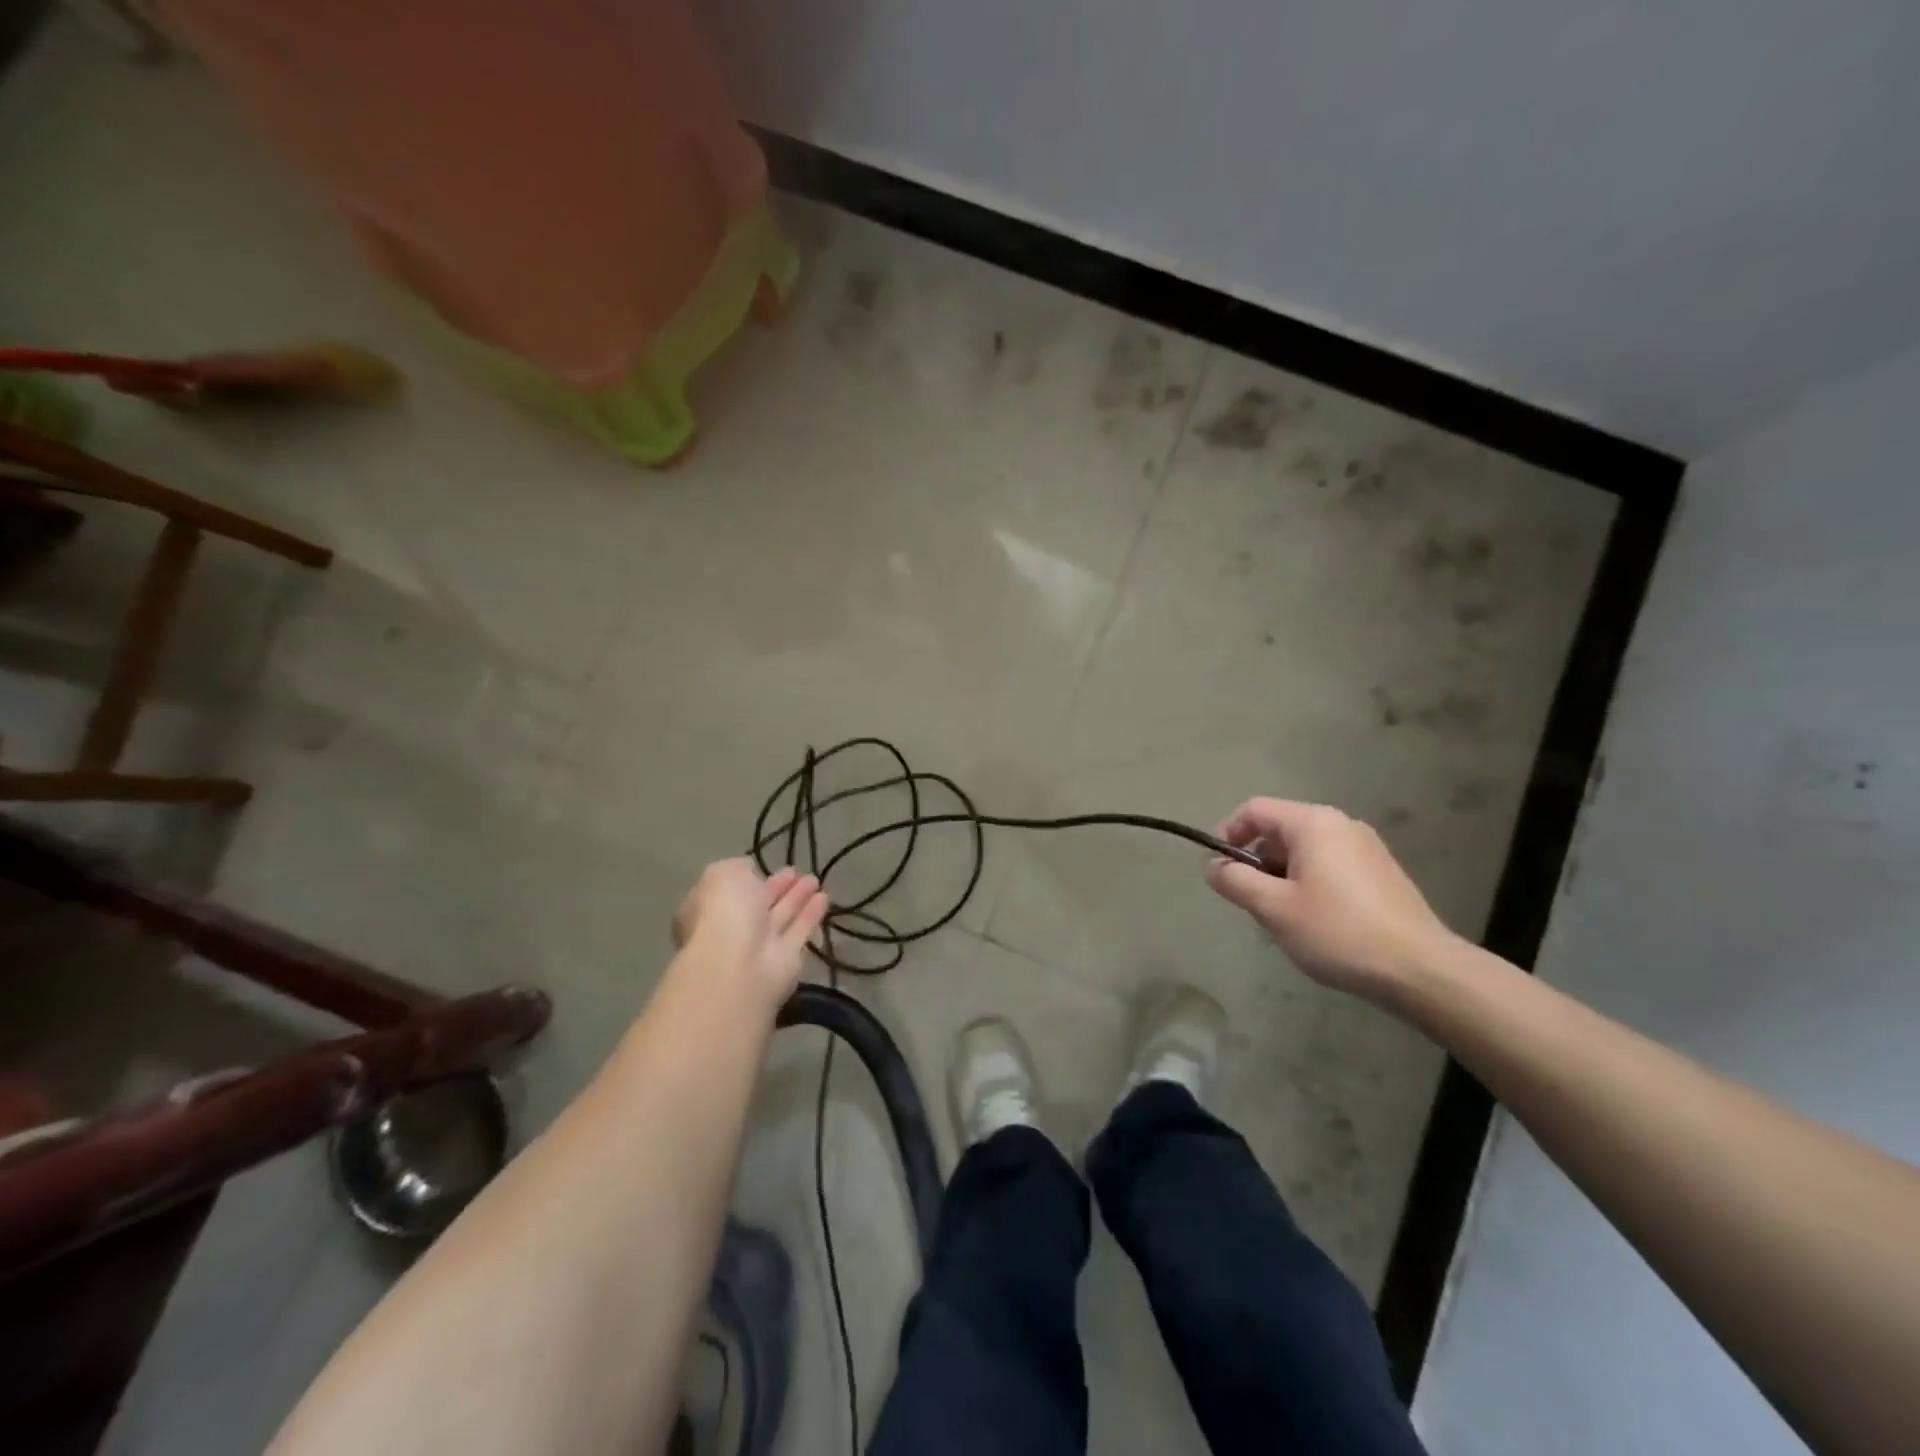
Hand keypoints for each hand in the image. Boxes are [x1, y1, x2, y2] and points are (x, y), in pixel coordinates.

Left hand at [672, 859, 829, 1007]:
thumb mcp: (723, 874)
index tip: (769, 865)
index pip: (731, 890)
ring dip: (797, 898)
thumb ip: (738, 868)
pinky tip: (825, 898)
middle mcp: (733, 928)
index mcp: (709, 908)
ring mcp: (760, 947)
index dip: (751, 877)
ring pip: (781, 917)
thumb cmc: (724, 913)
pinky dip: (811, 915)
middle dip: (778, 887)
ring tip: (815, 880)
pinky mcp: (787, 961)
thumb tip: (750, 871)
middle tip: (797, 871)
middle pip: (759, 904)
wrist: (738, 967)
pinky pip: (800, 932)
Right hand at [1206, 799, 1458, 1000]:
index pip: (1255, 810)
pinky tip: (1316, 922)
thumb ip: (1235, 881)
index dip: (1227, 832)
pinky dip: (1310, 883)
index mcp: (1313, 824)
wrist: (1421, 970)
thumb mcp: (1274, 908)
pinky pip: (1330, 866)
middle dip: (1256, 861)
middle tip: (1251, 901)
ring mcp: (1366, 848)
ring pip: (1305, 851)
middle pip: (1280, 830)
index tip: (1219, 868)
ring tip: (1283, 917)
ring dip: (1282, 876)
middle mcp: (1341, 825)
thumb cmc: (1338, 931)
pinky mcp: (1382, 873)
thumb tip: (1213, 866)